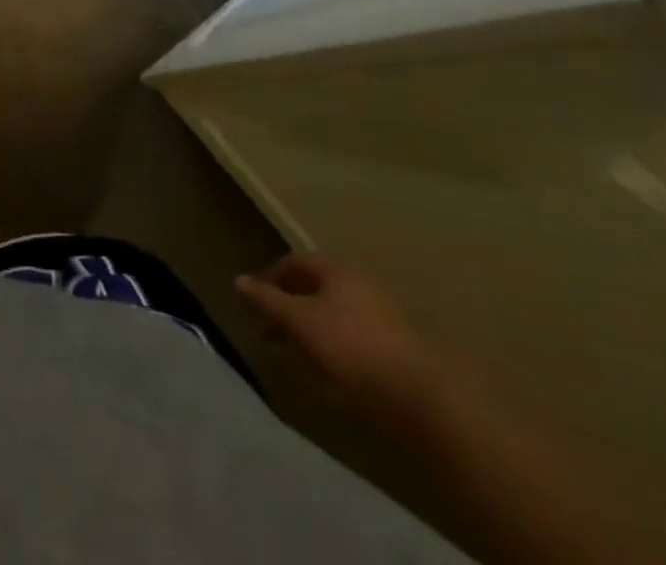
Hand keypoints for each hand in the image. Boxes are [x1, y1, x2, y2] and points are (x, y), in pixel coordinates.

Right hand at [236, 254, 461, 427]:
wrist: (428, 402)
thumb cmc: (353, 349)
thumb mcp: (299, 323)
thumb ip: (267, 301)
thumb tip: (238, 280)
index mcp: (337, 271)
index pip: (294, 262)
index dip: (270, 278)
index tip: (253, 303)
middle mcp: (362, 286)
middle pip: (316, 288)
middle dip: (289, 306)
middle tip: (270, 332)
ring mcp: (386, 318)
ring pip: (337, 315)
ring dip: (312, 329)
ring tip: (298, 355)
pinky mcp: (401, 351)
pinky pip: (357, 339)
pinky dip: (336, 348)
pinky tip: (332, 373)